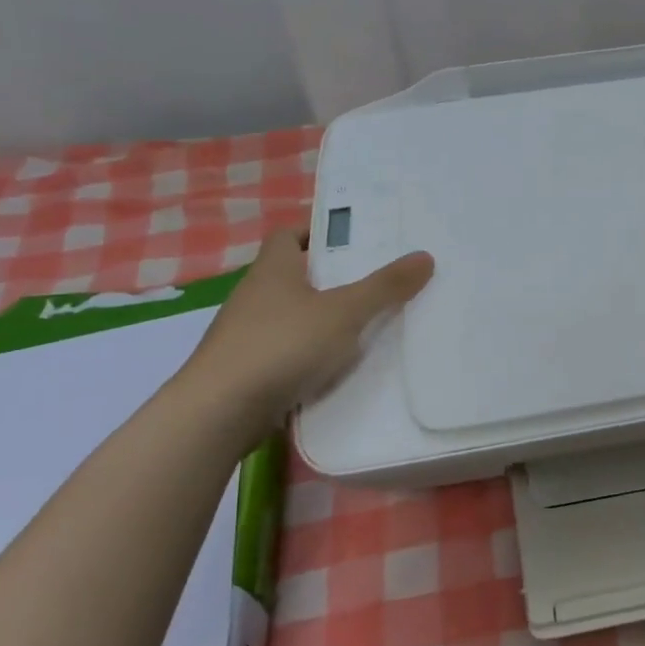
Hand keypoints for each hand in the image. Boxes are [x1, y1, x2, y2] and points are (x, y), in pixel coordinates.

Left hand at [182, 229, 433, 417]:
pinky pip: (284, 351)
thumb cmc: (282, 345)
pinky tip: (334, 368)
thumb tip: (425, 256)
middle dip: (328, 277)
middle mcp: (254, 296)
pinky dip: (307, 354)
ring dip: (319, 318)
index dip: (315, 233)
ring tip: (363, 325)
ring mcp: (245, 335)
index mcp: (273, 270)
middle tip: (372, 281)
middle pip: (292, 275)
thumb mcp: (344, 312)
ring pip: (289, 315)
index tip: (349, 241)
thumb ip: (385, 287)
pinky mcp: (244, 370)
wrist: (219, 412)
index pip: (288, 235)